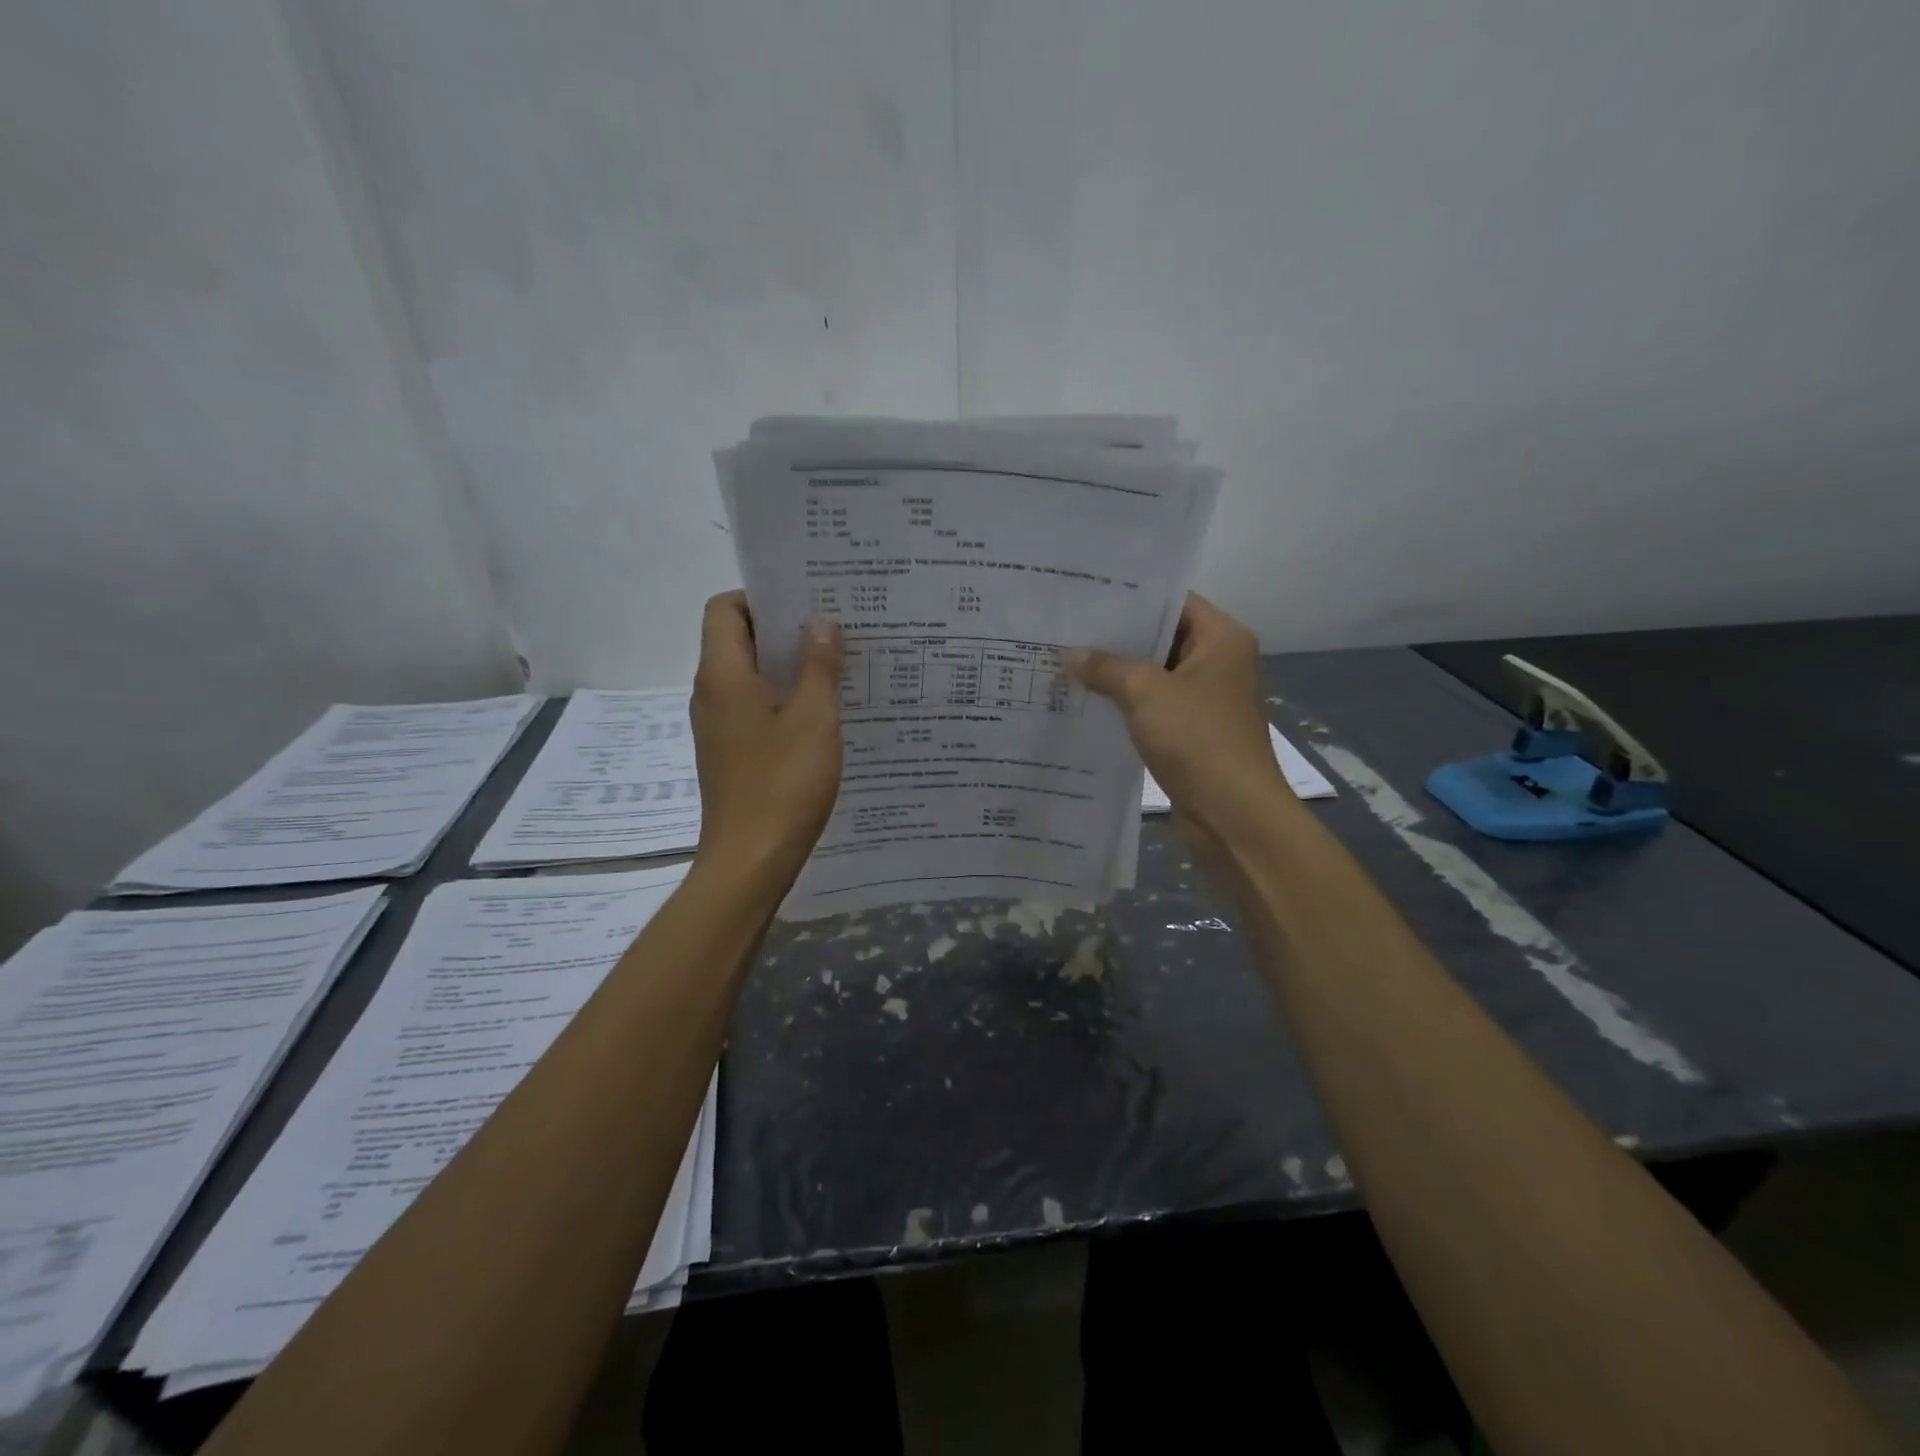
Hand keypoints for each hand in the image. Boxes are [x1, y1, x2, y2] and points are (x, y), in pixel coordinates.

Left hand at [690, 591, 843, 883]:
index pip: (725, 608)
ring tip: (835, 666)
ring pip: (749, 676)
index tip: (806, 603)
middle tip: (833, 629)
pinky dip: (783, 699)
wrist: (750, 861)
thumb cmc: (783, 784)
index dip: (761, 597)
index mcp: (723, 675)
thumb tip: (820, 622)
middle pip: (738, 639)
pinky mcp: (730, 753)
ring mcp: (718, 726)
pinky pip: (754, 708)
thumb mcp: (814, 719)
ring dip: (787, 667)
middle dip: (783, 630)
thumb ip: (819, 666)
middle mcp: (711, 694)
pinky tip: (822, 713)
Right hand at [1067, 593, 1288, 837]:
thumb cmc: (1197, 738)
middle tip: (1067, 629)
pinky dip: (1124, 704)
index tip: (1087, 597)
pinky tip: (1084, 701)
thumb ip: (1106, 667)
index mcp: (1221, 639)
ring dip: (1116, 674)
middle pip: (1161, 638)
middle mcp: (1217, 662)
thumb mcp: (1145, 692)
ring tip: (1066, 662)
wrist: (1231, 813)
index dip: (1131, 598)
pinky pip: (1152, 707)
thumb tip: (1071, 654)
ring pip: (1153, 675)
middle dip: (1116, 638)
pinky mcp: (1190, 732)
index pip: (1173, 601)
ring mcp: (1204, 699)